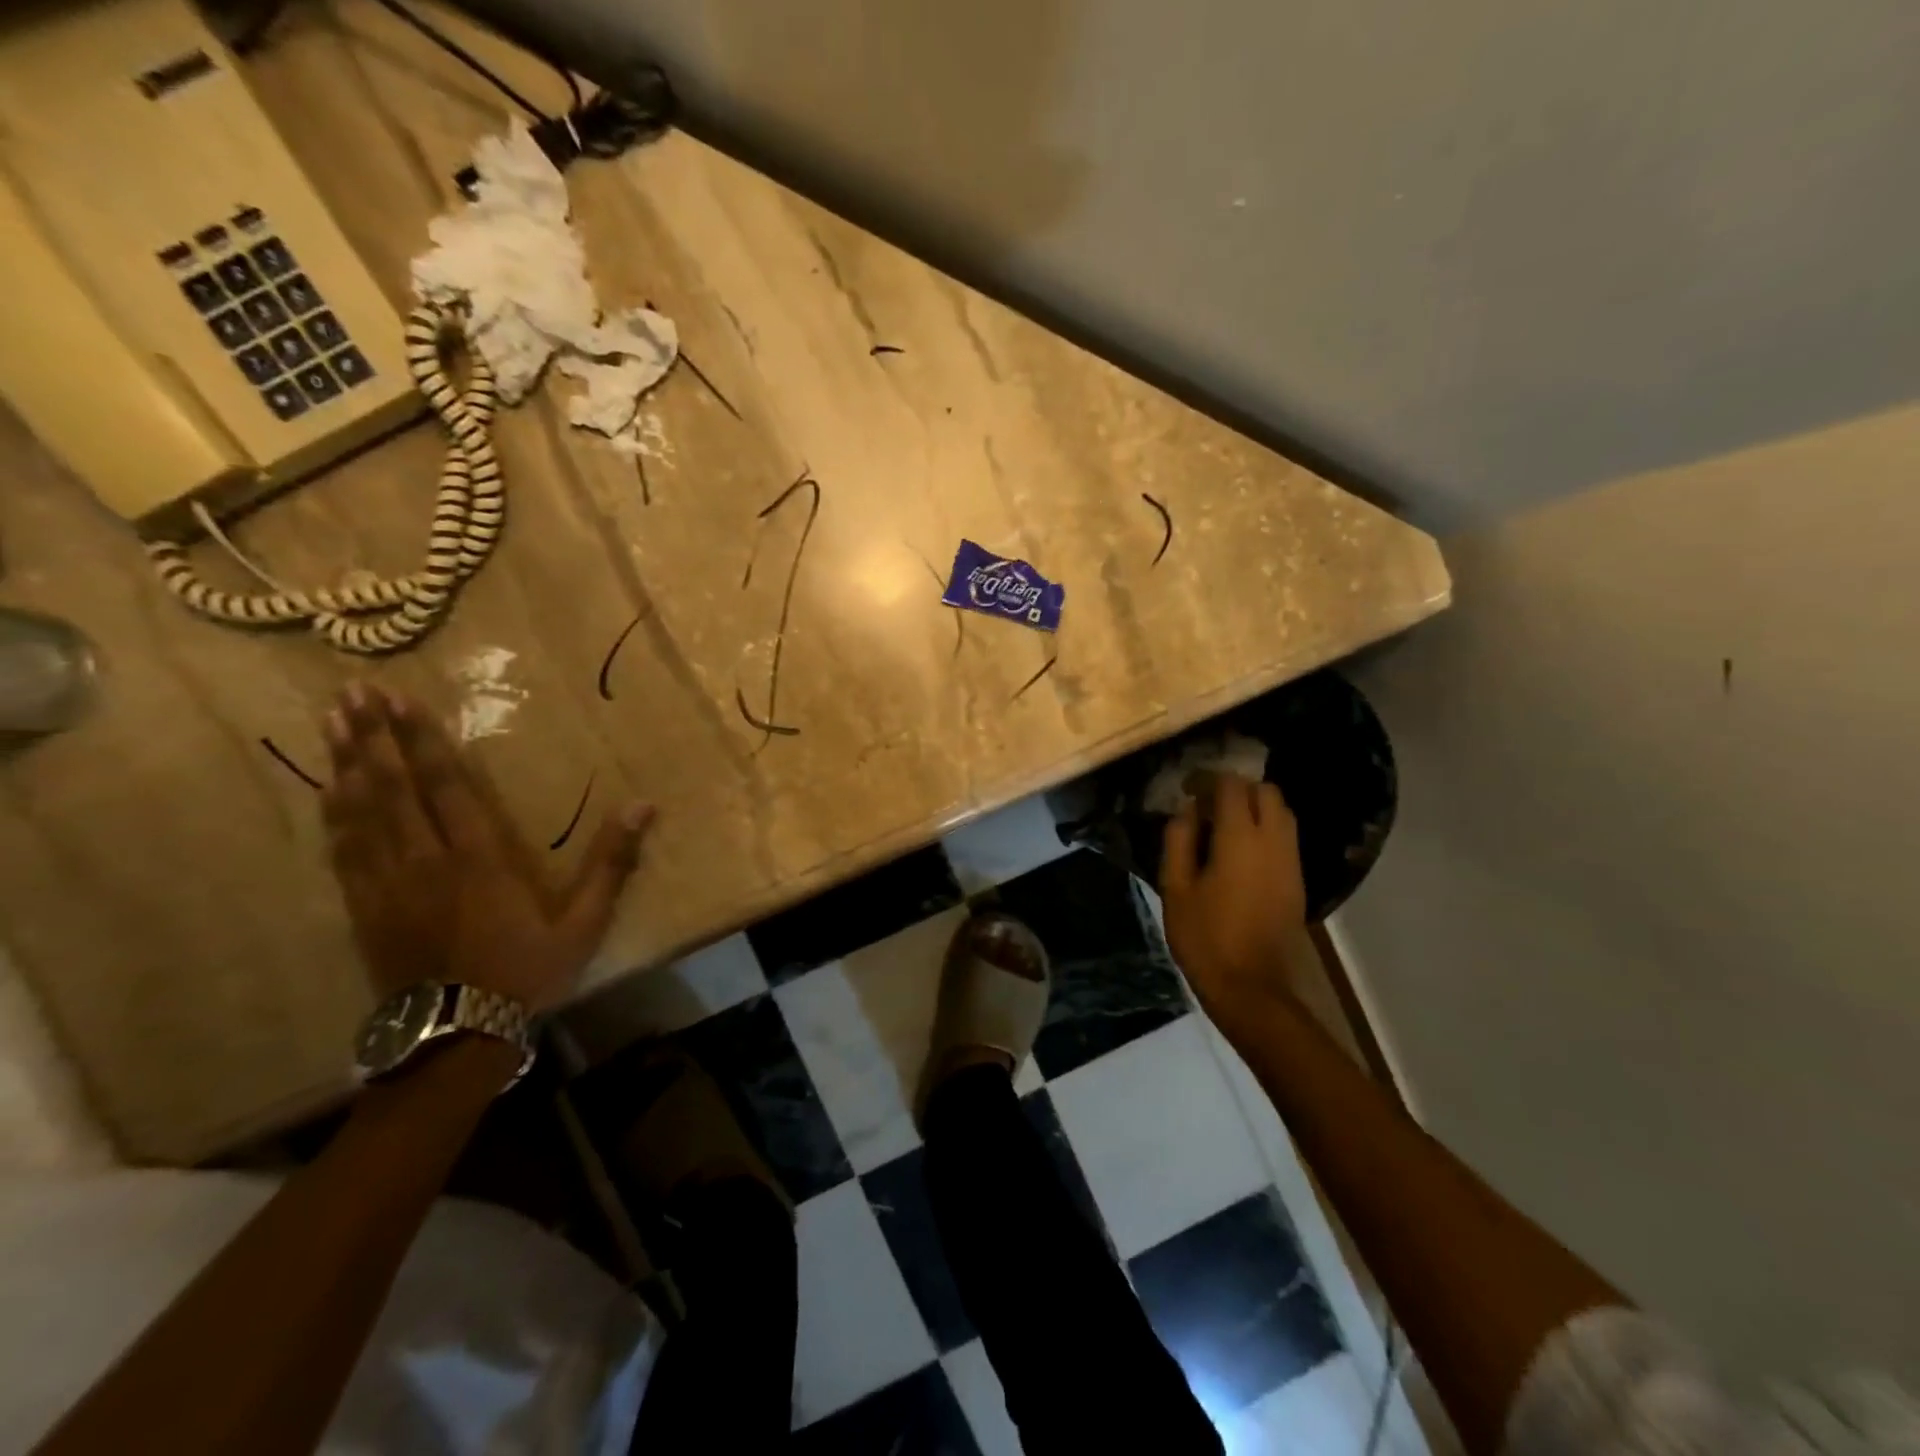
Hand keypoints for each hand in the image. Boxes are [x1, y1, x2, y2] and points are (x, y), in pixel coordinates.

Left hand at [322, 684, 653, 1010]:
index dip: (424, 742)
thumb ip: (612, 863)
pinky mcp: (365, 908)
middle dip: (373, 737)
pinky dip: (334, 814)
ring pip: (360, 813)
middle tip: (351, 692)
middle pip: (393, 789)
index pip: (447, 788)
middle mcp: (426, 861)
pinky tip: (327, 789)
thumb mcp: (585, 922)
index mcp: (479, 860)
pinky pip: (344, 851)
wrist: (457, 1037)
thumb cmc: (527, 973)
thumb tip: (644, 806)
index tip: (400, 702)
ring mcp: (388, 885)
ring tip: (331, 721)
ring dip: (347, 763)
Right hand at [1160, 773, 1307, 1023]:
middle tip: (1207, 804)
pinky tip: (1239, 850)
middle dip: (1237, 788)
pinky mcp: (1298, 880)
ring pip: (1282, 812)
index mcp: (1240, 837)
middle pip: (1265, 791)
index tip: (1187, 789)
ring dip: (1255, 807)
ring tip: (1222, 826)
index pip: (1231, 786)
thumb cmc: (1205, 938)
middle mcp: (1273, 840)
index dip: (1208, 779)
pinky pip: (1285, 836)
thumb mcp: (1175, 888)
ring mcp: (1291, 861)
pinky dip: (1265, 828)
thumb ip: (1179, 841)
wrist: (1252, 988)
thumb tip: (1186, 811)